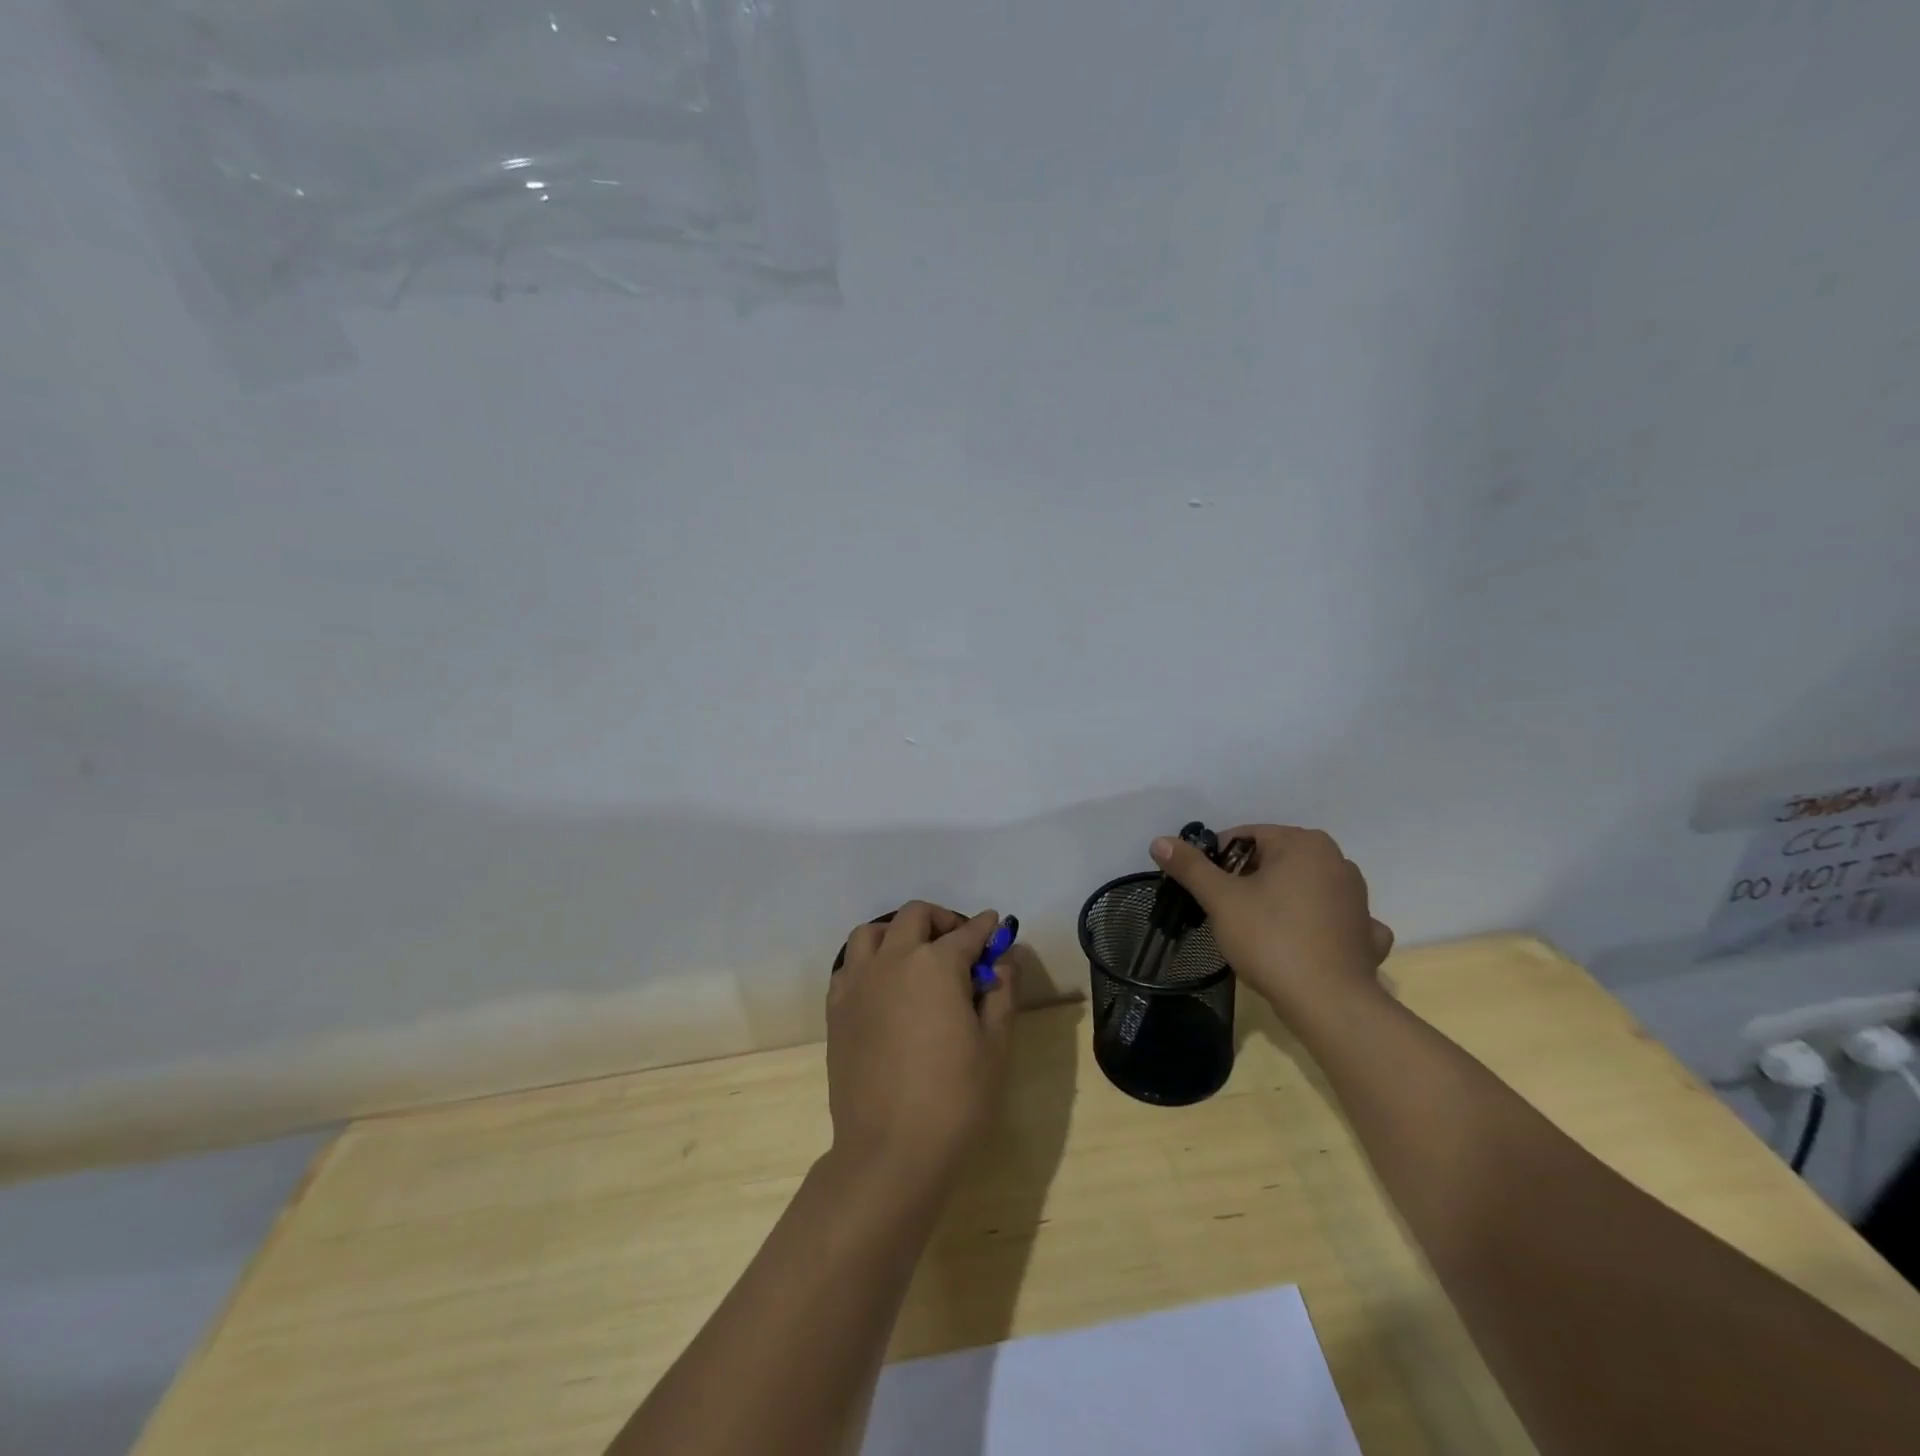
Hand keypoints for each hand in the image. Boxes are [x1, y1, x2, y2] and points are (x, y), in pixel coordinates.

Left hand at [826, 902, 1015, 1194]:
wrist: (889, 1151)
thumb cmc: (955, 1099)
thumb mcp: (994, 1045)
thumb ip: (1002, 991)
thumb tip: (1007, 957)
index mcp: (935, 964)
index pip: (967, 932)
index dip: (986, 928)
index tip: (996, 926)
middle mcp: (892, 960)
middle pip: (915, 916)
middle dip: (942, 920)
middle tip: (960, 944)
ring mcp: (858, 982)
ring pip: (873, 932)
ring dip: (898, 932)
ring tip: (915, 956)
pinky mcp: (836, 1008)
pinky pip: (850, 964)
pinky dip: (870, 960)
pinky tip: (885, 986)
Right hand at [1150, 825, 1393, 1023]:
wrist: (1329, 1004)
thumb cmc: (1271, 940)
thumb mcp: (1220, 900)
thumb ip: (1191, 867)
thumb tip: (1160, 841)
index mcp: (1303, 843)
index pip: (1246, 836)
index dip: (1217, 860)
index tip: (1203, 888)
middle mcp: (1337, 860)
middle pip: (1274, 860)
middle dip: (1247, 880)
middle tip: (1224, 911)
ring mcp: (1357, 897)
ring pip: (1302, 888)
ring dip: (1279, 900)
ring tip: (1256, 931)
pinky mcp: (1366, 932)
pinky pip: (1331, 918)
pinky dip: (1314, 926)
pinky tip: (1302, 945)